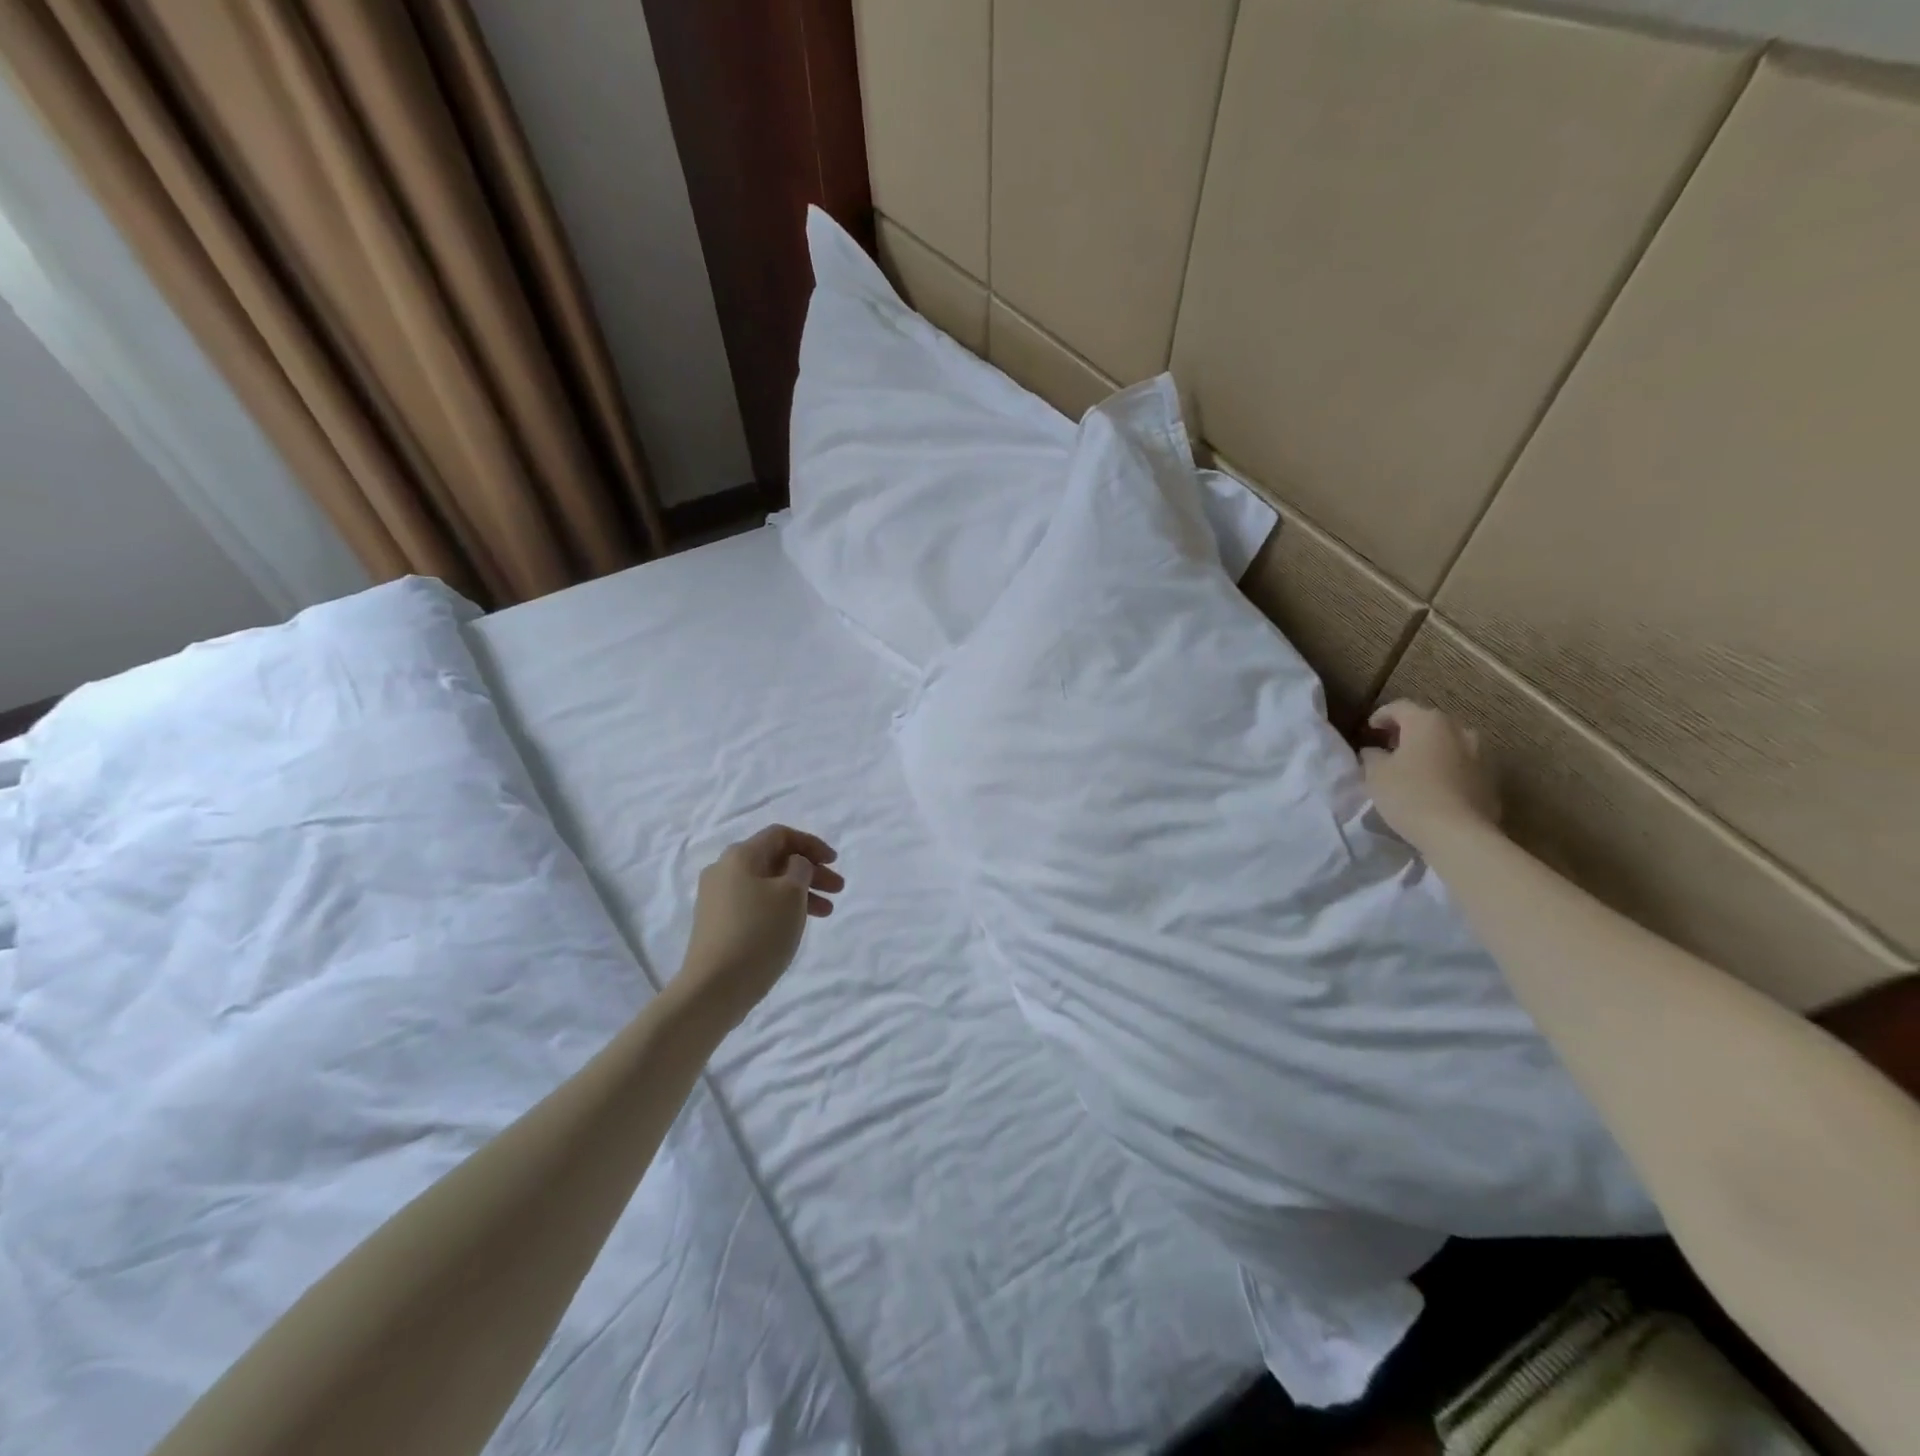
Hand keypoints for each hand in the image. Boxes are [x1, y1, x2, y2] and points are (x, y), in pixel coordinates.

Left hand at [677, 825, 843, 1021]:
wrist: (714, 988)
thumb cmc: (759, 932)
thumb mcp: (791, 894)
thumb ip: (800, 869)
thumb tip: (794, 864)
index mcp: (740, 855)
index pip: (780, 835)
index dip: (811, 844)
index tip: (834, 862)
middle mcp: (724, 870)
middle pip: (775, 860)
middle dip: (810, 871)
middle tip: (838, 889)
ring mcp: (718, 898)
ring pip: (767, 884)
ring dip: (799, 892)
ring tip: (826, 912)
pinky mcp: (717, 923)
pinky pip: (756, 903)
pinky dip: (781, 907)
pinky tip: (797, 924)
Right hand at [1360, 701, 1501, 852]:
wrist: (1459, 834)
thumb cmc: (1409, 795)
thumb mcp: (1375, 774)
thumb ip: (1372, 756)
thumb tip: (1374, 751)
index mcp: (1428, 722)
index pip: (1400, 707)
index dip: (1381, 716)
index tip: (1369, 729)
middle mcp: (1459, 730)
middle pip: (1428, 723)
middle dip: (1407, 732)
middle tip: (1389, 747)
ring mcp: (1480, 755)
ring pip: (1448, 744)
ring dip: (1430, 750)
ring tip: (1413, 767)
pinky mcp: (1491, 779)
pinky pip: (1462, 765)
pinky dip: (1446, 768)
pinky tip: (1433, 786)